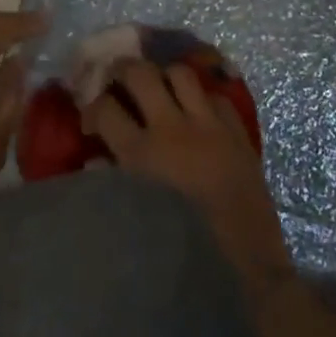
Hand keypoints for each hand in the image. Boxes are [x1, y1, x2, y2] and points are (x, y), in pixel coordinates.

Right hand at [83, 59, 293, 296]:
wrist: (245, 267)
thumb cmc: (182, 253)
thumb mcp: (136, 221)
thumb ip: (112, 183)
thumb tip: (96, 159)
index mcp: (142, 154)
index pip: (105, 108)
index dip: (92, 108)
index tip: (90, 120)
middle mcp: (173, 128)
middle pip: (141, 73)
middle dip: (122, 69)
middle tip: (117, 79)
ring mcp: (208, 124)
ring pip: (181, 73)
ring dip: (164, 76)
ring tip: (159, 88)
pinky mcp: (237, 130)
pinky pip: (216, 96)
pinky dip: (203, 99)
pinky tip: (198, 114)